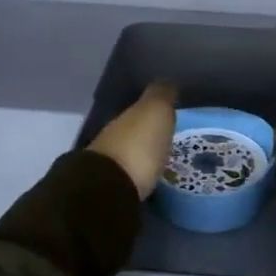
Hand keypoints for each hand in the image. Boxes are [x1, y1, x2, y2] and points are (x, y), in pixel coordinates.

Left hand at [89, 81, 177, 199]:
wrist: (108, 192)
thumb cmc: (137, 145)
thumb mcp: (155, 112)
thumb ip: (161, 95)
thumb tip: (167, 81)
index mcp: (123, 118)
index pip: (138, 110)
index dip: (152, 112)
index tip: (169, 117)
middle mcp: (111, 139)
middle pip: (130, 134)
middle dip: (145, 136)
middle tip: (166, 143)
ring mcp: (106, 168)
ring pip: (127, 156)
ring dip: (139, 158)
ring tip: (159, 165)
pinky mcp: (109, 194)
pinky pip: (127, 179)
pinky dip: (136, 177)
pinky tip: (146, 183)